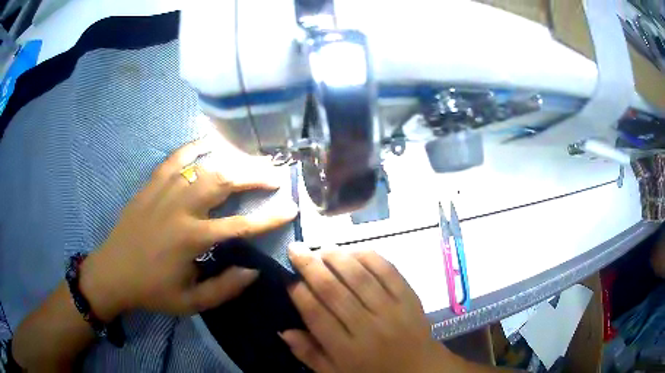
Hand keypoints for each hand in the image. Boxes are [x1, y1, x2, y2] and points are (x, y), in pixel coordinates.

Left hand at [79, 138, 297, 320]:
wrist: (113, 272)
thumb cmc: (152, 290)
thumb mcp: (191, 303)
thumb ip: (224, 288)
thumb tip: (253, 270)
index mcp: (191, 239)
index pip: (240, 225)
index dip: (269, 218)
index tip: (290, 208)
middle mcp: (180, 209)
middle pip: (224, 182)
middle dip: (255, 177)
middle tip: (275, 176)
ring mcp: (163, 191)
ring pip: (203, 167)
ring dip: (231, 162)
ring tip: (250, 161)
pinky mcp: (151, 184)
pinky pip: (175, 158)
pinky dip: (194, 148)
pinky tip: (209, 144)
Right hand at [281, 245, 456, 372]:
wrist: (419, 369)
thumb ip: (309, 354)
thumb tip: (283, 330)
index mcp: (347, 350)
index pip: (317, 315)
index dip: (299, 293)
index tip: (288, 277)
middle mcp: (368, 328)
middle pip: (335, 291)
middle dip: (311, 266)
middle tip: (296, 248)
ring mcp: (392, 310)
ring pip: (360, 277)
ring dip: (338, 257)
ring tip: (321, 247)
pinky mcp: (410, 298)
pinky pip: (389, 272)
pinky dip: (370, 257)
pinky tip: (354, 251)